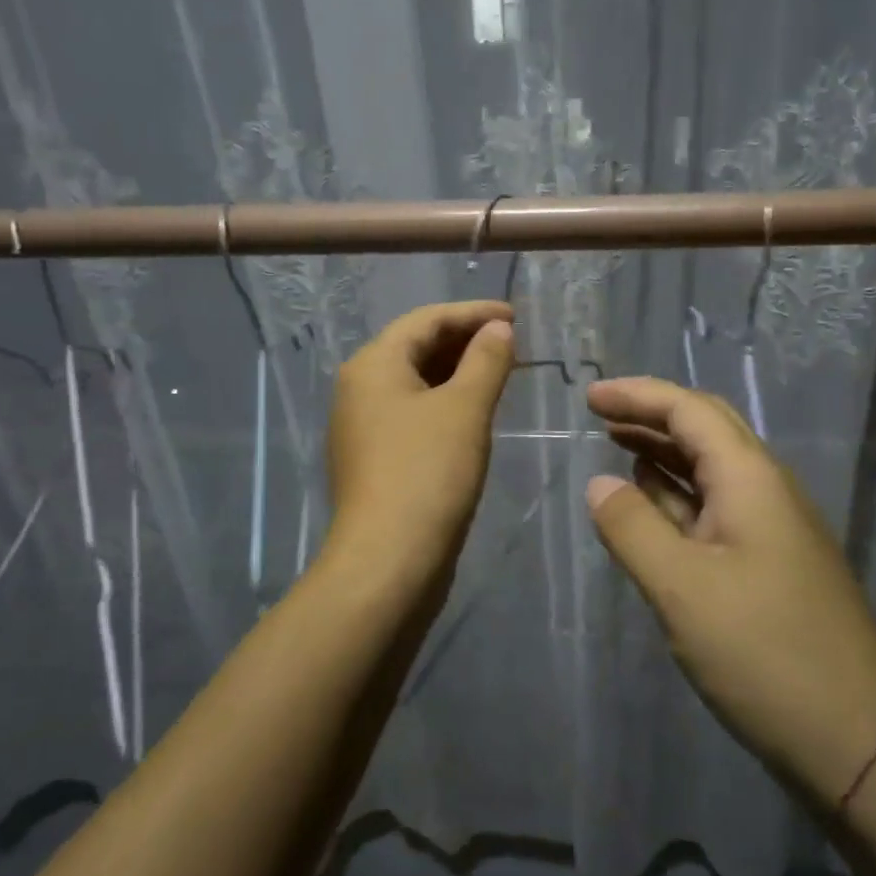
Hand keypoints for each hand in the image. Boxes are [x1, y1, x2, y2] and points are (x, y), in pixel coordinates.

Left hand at [325, 301, 514, 589]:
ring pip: (415, 381)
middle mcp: (359, 388)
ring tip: (500, 372)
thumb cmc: (428, 474)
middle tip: (512, 343)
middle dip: (465, 340)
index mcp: (373, 365)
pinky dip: (445, 401)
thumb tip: (498, 329)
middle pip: (416, 347)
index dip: (473, 313)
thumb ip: (486, 360)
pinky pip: (413, 411)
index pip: (426, 320)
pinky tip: (473, 412)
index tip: (516, 316)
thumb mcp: (465, 409)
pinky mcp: (375, 458)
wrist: (388, 562)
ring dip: (457, 371)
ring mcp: (363, 426)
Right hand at [584, 377, 875, 801]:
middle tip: (600, 416)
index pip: (690, 410)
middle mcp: (766, 491)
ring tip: (617, 448)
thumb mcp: (682, 589)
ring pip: (711, 471)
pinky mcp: (770, 566)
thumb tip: (599, 484)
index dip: (638, 395)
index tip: (589, 397)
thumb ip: (633, 528)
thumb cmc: (765, 653)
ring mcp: (772, 530)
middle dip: (652, 416)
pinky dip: (679, 496)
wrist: (858, 740)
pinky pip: (716, 510)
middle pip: (706, 431)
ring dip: (664, 453)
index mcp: (751, 479)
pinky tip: (654, 505)